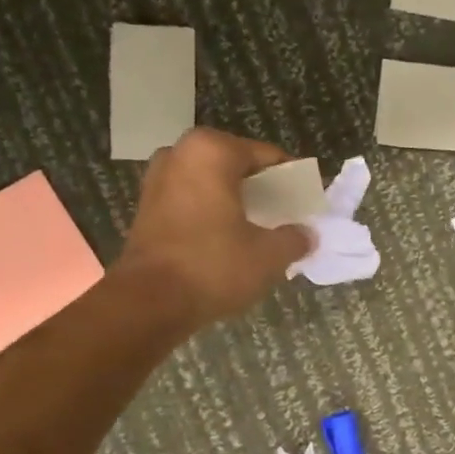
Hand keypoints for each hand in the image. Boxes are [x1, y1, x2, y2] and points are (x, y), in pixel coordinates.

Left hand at [113, 127, 313, 330]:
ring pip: (213, 183)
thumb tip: (307, 235)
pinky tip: (230, 238)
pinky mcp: (146, 207)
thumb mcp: (269, 255)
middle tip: (286, 215)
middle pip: (238, 166)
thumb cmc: (213, 265)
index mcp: (212, 151)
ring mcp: (158, 179)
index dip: (292, 180)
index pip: (268, 156)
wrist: (149, 302)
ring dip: (236, 201)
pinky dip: (212, 213)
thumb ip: (295, 238)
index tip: (308, 201)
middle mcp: (180, 154)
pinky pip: (192, 200)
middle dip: (262, 189)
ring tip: (260, 228)